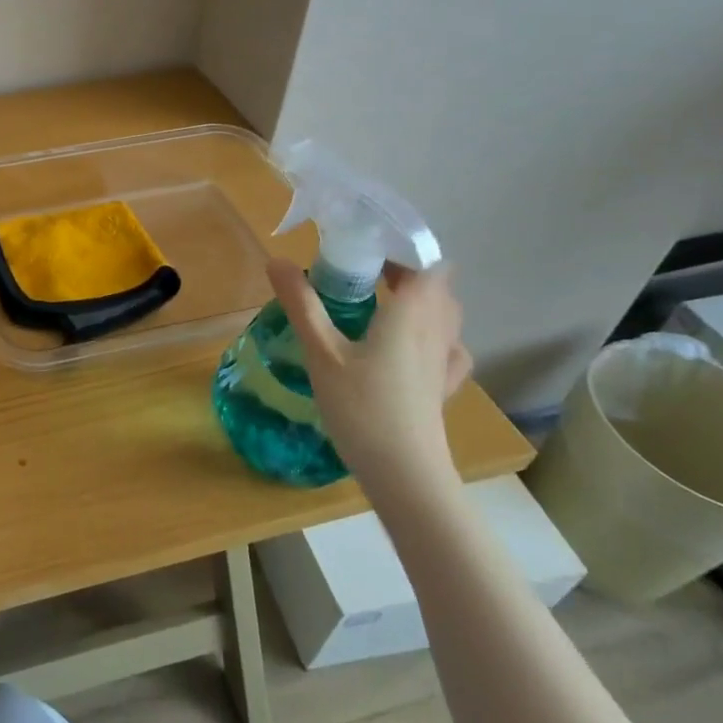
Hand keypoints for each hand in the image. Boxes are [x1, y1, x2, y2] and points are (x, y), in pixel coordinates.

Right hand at [267, 258, 472, 506]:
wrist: (405, 475)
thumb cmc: (362, 408)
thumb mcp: (322, 353)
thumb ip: (301, 305)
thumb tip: (276, 261)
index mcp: (412, 313)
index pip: (427, 262)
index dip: (402, 248)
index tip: (365, 247)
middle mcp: (437, 330)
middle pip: (436, 285)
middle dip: (403, 272)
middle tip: (358, 274)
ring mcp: (445, 360)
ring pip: (444, 314)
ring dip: (418, 300)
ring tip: (378, 304)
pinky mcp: (444, 386)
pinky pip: (446, 346)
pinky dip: (430, 334)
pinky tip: (407, 347)